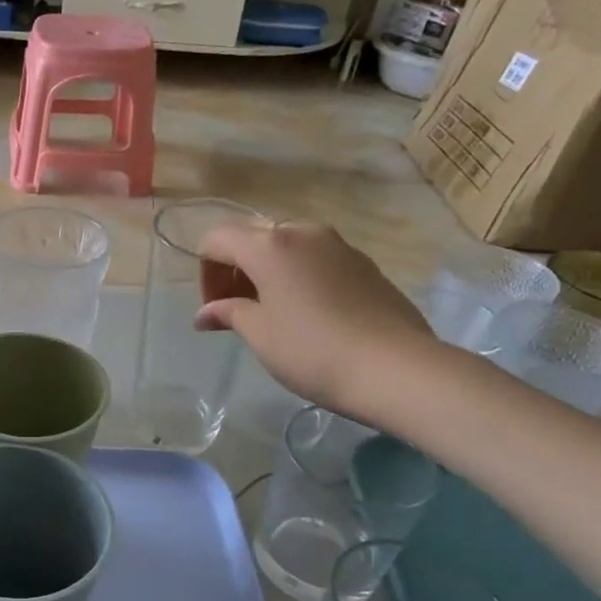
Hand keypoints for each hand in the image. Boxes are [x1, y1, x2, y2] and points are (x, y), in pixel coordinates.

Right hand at [195, 219, 435, 418]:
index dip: (205, 273)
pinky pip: (316, 258)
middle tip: (236, 308)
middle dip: (235, 268)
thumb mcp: (259, 334)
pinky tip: (306, 313)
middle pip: (252, 236)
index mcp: (269, 245)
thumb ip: (228, 313)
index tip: (214, 310)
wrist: (395, 368)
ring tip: (271, 311)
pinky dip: (297, 275)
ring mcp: (338, 245)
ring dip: (267, 271)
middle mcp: (303, 232)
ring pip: (287, 245)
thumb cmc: (312, 350)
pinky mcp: (363, 263)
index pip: (217, 240)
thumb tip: (205, 314)